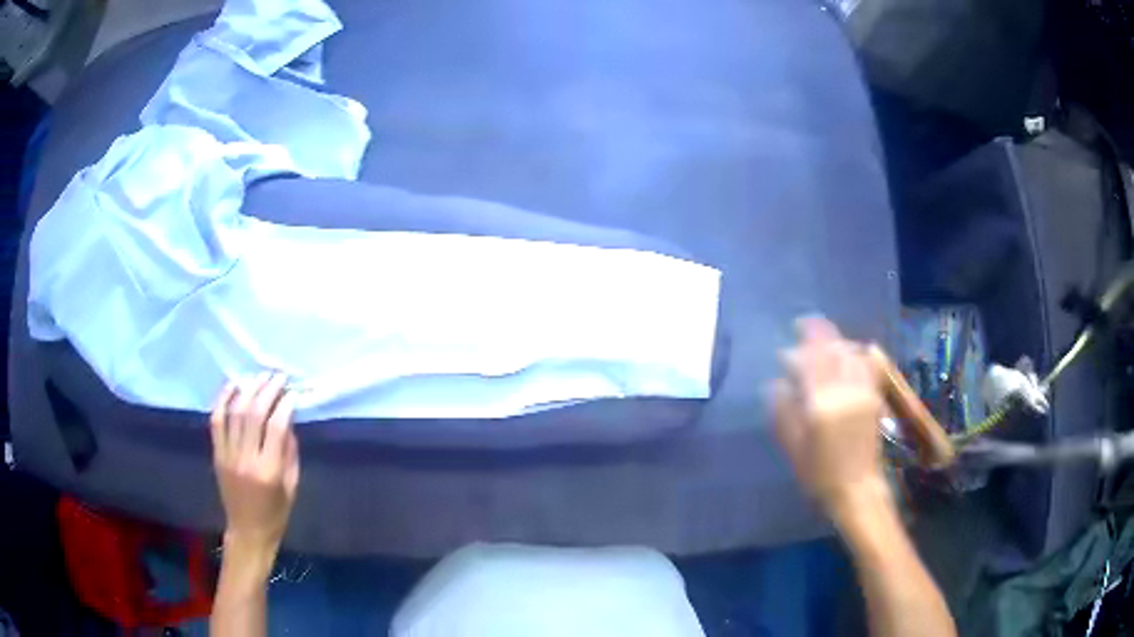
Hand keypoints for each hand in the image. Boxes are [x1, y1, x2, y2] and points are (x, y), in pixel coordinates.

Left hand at [211, 373, 298, 555]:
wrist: (247, 532)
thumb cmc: (276, 514)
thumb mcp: (292, 486)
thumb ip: (290, 452)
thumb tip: (287, 420)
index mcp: (269, 471)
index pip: (276, 428)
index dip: (285, 405)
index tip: (292, 393)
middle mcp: (246, 459)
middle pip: (254, 414)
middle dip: (267, 390)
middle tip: (278, 377)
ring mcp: (228, 455)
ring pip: (234, 412)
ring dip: (248, 389)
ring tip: (259, 377)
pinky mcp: (217, 454)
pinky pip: (216, 420)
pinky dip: (223, 399)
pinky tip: (233, 385)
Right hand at [772, 317, 887, 522]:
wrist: (856, 488)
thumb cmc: (819, 473)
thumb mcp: (792, 446)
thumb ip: (783, 409)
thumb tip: (777, 382)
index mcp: (821, 403)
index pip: (810, 359)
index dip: (799, 345)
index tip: (789, 343)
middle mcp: (845, 390)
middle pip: (832, 348)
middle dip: (817, 335)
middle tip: (803, 332)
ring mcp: (863, 390)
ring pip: (851, 351)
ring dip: (835, 341)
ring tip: (824, 344)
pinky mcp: (875, 395)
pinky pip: (866, 362)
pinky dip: (854, 351)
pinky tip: (846, 355)